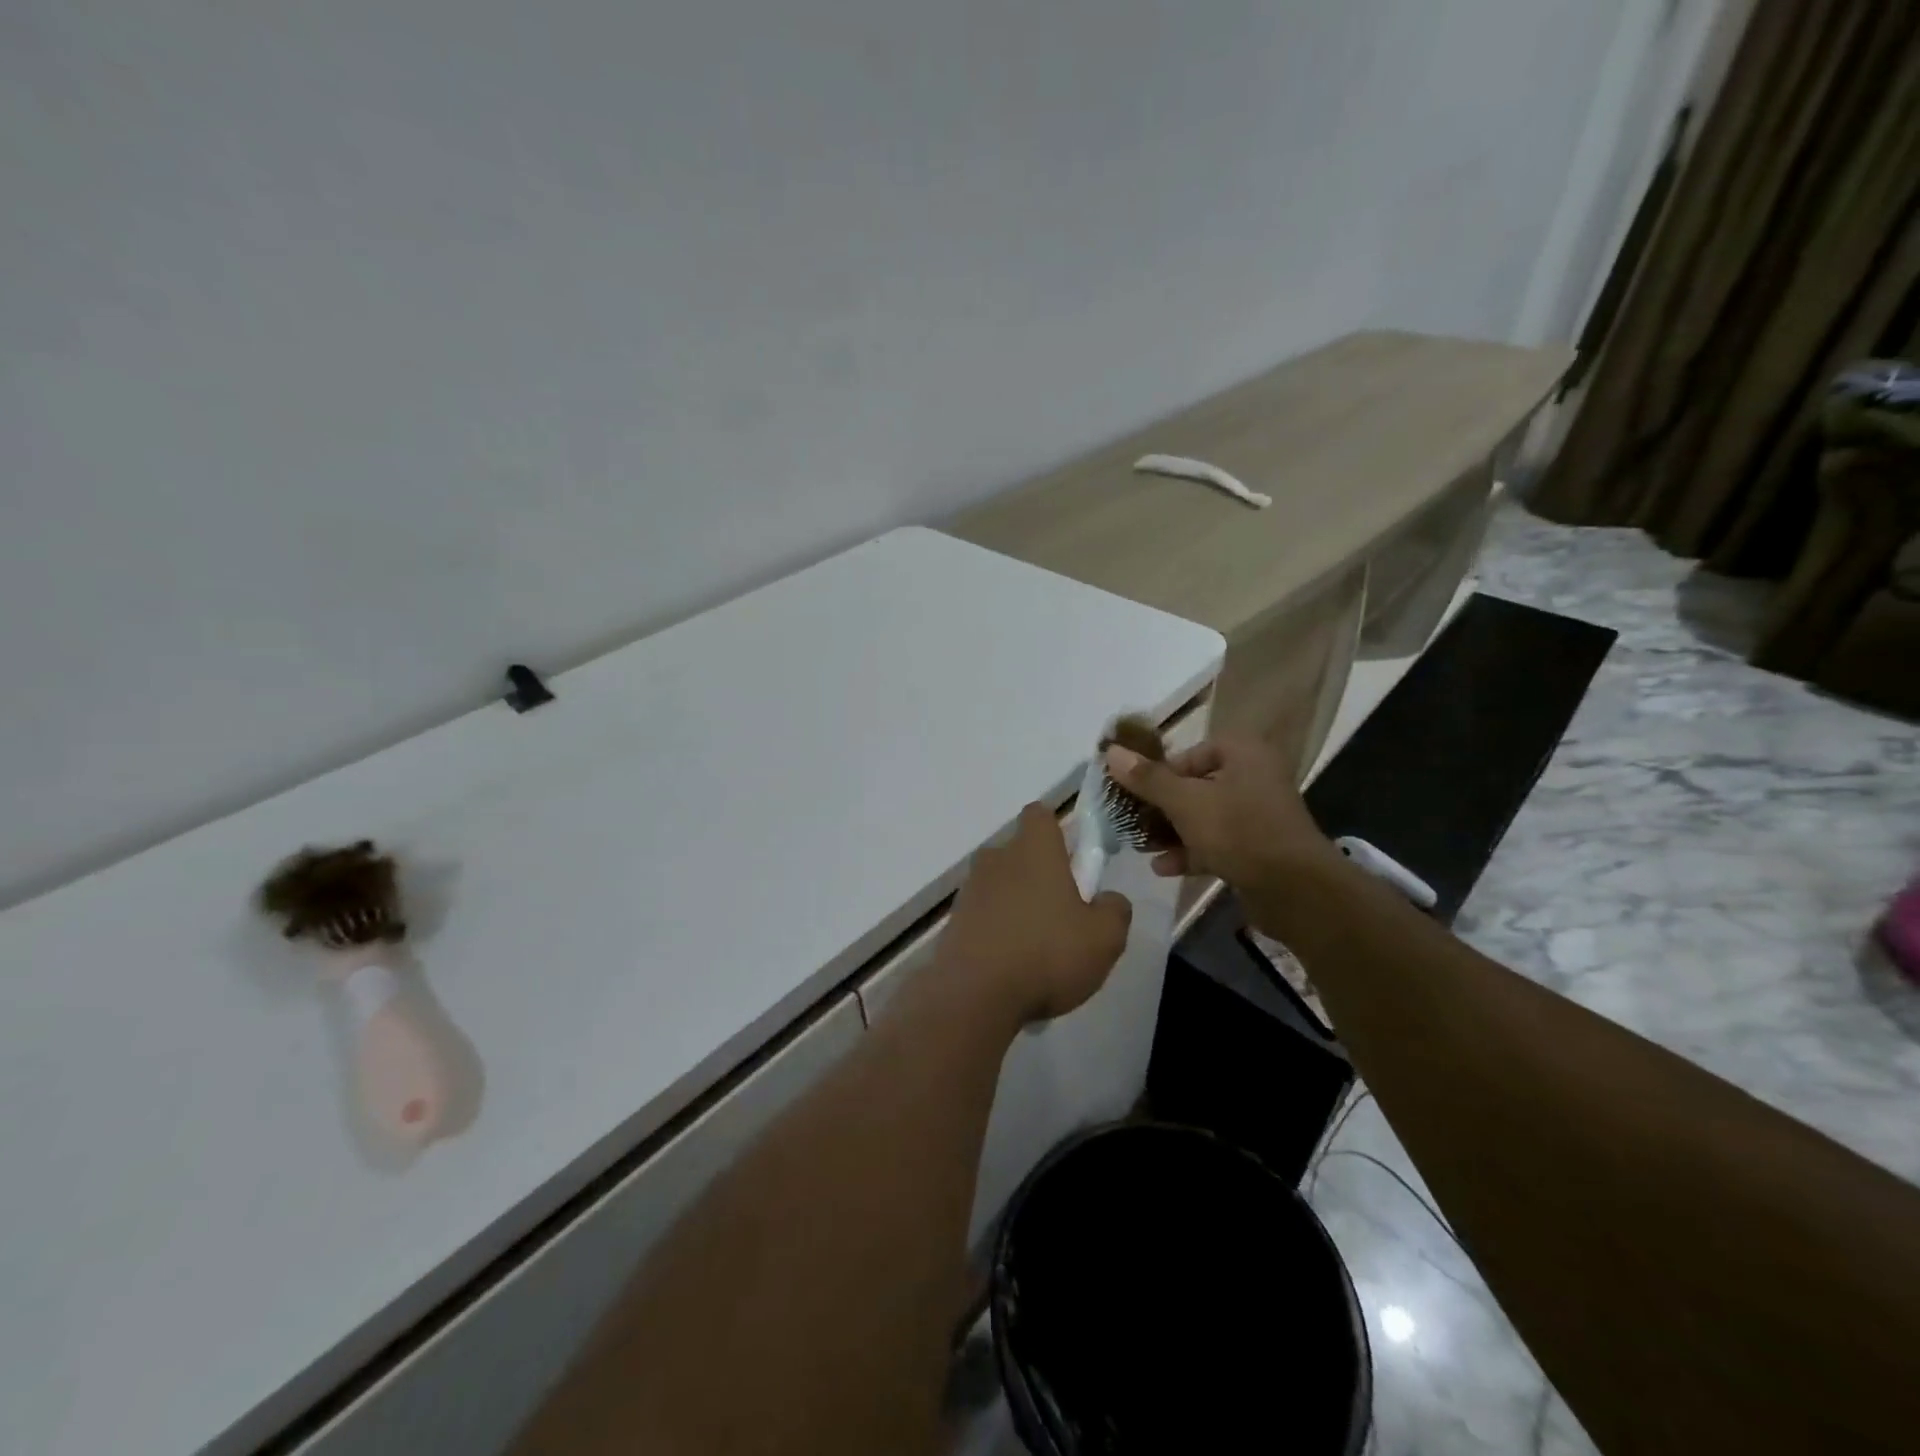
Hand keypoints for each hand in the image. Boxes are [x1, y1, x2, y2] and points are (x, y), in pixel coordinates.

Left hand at [937, 803, 1131, 1025]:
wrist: (973, 994)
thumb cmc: (1046, 954)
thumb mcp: (1104, 938)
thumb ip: (1115, 910)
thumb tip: (1108, 899)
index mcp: (1033, 849)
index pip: (1039, 815)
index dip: (1056, 831)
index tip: (1072, 860)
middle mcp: (996, 859)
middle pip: (1020, 852)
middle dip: (1039, 875)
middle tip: (1062, 913)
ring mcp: (970, 890)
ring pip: (1000, 885)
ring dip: (1017, 905)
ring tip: (1037, 949)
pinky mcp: (954, 921)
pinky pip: (983, 915)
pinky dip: (997, 931)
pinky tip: (1012, 967)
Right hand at [1103, 736, 1343, 921]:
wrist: (1295, 890)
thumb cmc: (1238, 831)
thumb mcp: (1185, 802)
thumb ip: (1147, 778)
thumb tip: (1110, 752)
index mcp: (1244, 754)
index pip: (1193, 753)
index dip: (1162, 772)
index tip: (1139, 792)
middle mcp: (1254, 778)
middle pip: (1196, 786)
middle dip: (1162, 807)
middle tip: (1133, 820)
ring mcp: (1258, 816)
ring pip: (1205, 817)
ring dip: (1172, 832)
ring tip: (1141, 846)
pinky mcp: (1258, 849)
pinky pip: (1217, 843)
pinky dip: (1191, 852)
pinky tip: (1163, 868)